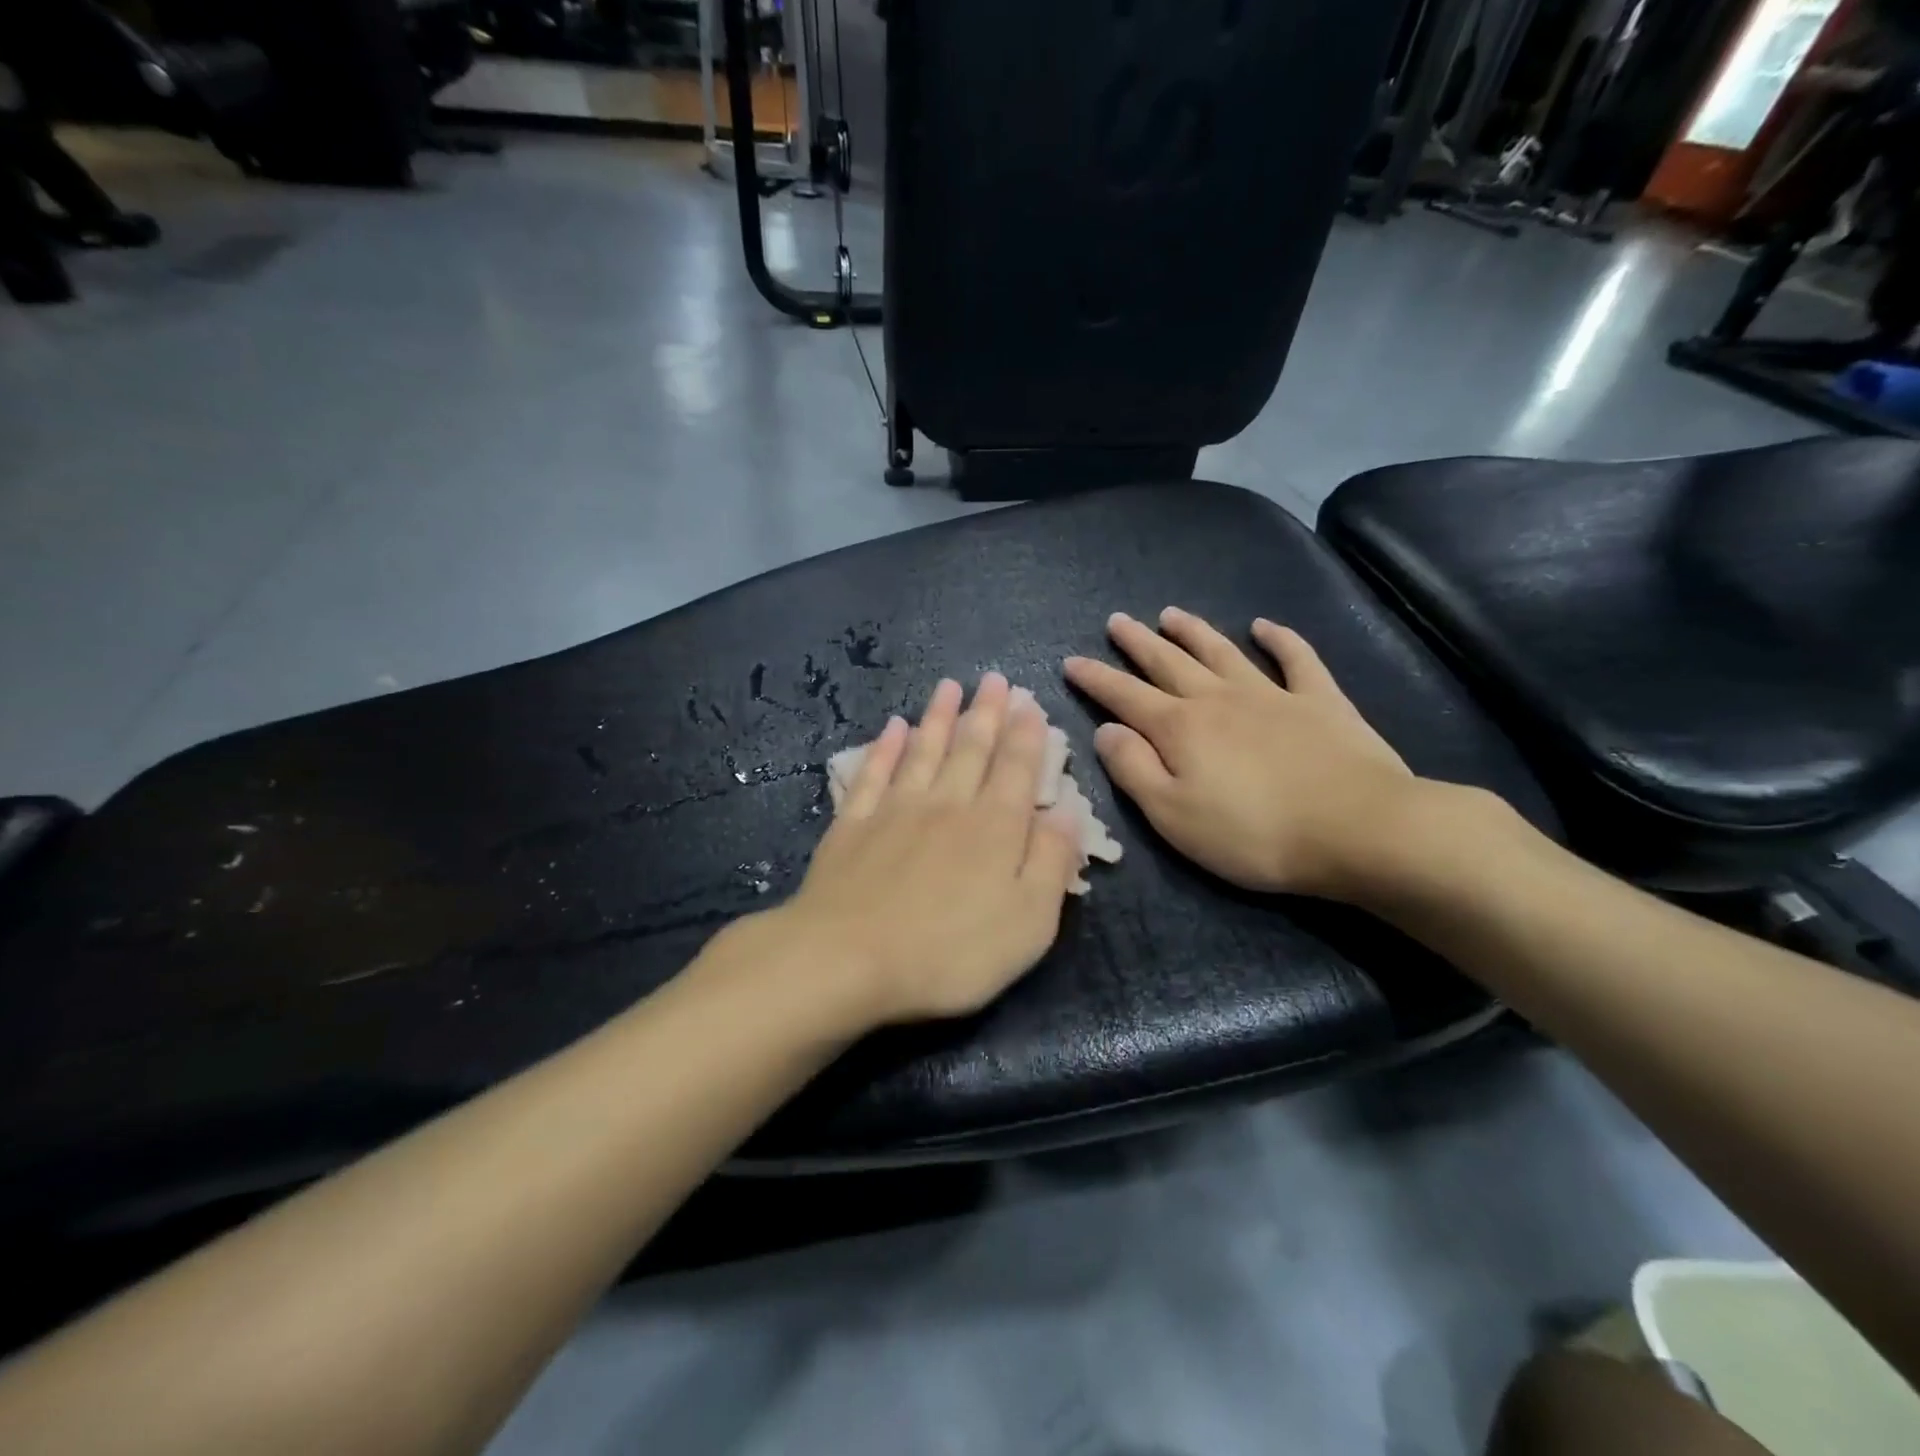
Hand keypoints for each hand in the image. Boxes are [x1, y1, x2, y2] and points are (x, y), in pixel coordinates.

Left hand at [771, 673, 1084, 1025]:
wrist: (847, 959)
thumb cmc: (950, 952)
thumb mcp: (1028, 922)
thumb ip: (1051, 862)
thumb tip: (1068, 811)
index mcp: (994, 828)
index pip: (1017, 769)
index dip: (1027, 735)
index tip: (1029, 703)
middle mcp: (947, 805)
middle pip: (971, 749)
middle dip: (986, 712)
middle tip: (993, 679)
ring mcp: (895, 810)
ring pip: (923, 750)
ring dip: (938, 717)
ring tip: (949, 686)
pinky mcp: (853, 824)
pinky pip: (873, 773)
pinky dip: (884, 747)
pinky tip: (892, 727)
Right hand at [1064, 608, 1424, 900]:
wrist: (1358, 829)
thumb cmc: (1253, 833)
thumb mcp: (1173, 815)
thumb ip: (1133, 770)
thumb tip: (1106, 729)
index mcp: (1180, 728)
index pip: (1124, 696)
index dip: (1096, 678)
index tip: (1071, 661)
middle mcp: (1219, 699)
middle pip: (1169, 663)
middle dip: (1138, 643)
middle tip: (1116, 621)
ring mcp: (1272, 695)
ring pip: (1222, 652)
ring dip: (1194, 632)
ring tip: (1170, 614)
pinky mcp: (1321, 702)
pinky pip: (1296, 659)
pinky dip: (1279, 639)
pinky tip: (1264, 626)